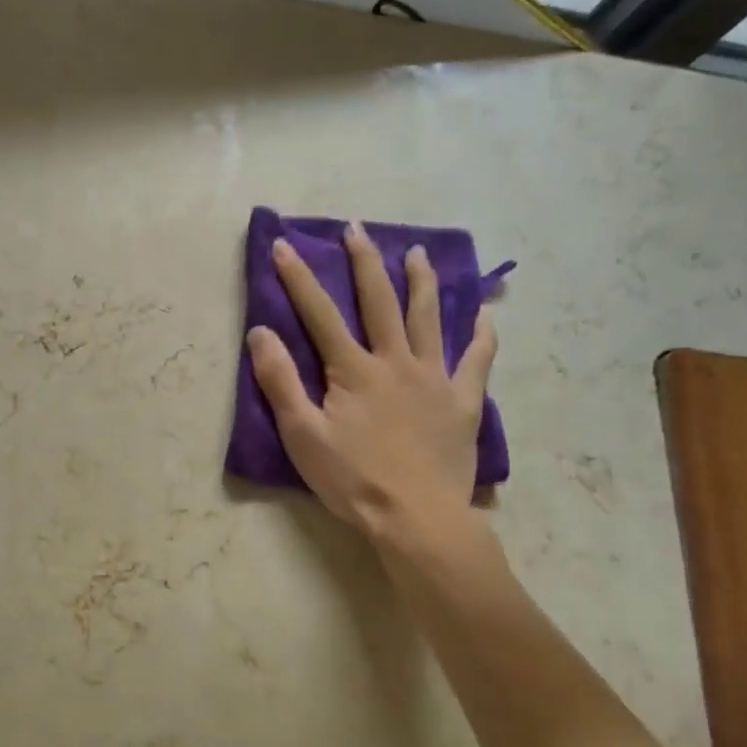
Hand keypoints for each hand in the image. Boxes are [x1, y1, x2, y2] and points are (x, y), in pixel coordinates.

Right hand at [247, 222, 499, 551]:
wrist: (415, 517)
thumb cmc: (352, 480)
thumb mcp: (302, 435)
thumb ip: (281, 382)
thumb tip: (260, 332)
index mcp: (353, 370)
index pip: (319, 313)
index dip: (299, 278)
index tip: (283, 244)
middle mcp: (396, 361)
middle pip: (379, 301)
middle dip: (364, 262)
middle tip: (357, 229)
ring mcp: (435, 378)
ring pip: (428, 318)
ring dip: (421, 282)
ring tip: (417, 252)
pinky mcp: (463, 401)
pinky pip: (477, 361)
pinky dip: (481, 336)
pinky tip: (485, 316)